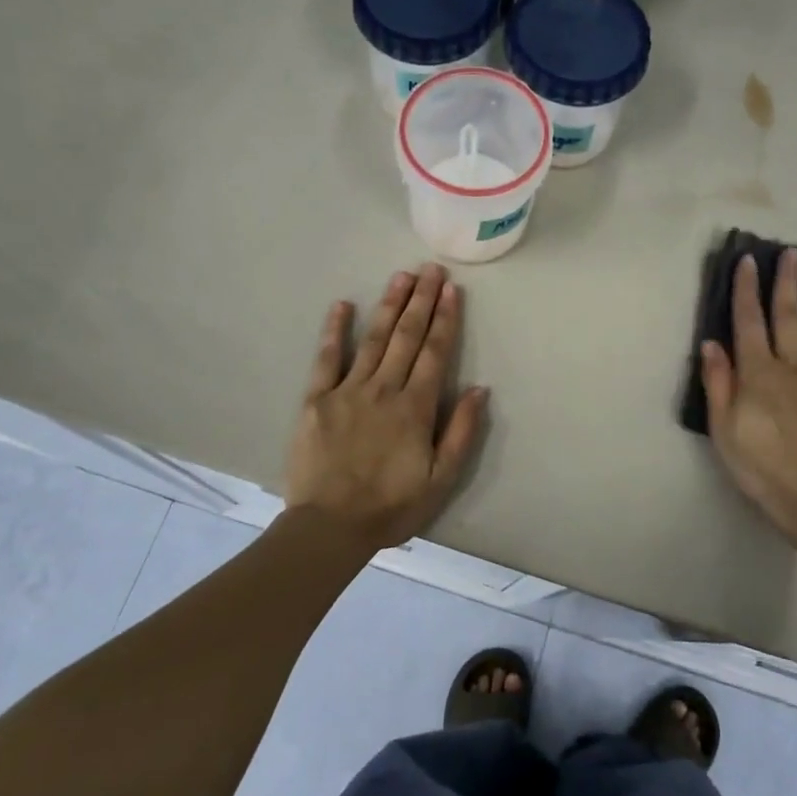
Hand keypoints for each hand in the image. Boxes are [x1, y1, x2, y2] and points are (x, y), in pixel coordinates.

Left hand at [284, 264, 489, 552]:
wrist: (330, 526)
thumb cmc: (391, 506)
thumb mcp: (441, 479)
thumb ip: (461, 432)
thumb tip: (479, 390)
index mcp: (415, 408)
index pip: (435, 353)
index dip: (445, 319)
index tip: (452, 290)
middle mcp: (384, 389)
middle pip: (407, 337)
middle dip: (421, 301)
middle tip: (430, 269)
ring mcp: (348, 391)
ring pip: (374, 339)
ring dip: (389, 306)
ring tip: (401, 277)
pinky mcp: (317, 400)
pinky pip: (326, 358)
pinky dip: (335, 330)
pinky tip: (343, 305)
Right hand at [700, 249, 796, 554]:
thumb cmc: (762, 467)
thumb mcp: (724, 430)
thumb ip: (718, 384)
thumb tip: (712, 343)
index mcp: (758, 374)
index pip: (748, 323)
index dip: (746, 290)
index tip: (748, 260)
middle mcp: (792, 366)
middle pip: (788, 317)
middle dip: (786, 282)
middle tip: (789, 251)